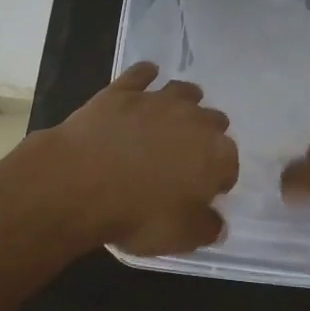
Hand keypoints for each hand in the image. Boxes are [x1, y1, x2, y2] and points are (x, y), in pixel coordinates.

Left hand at [47, 62, 238, 255]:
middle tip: (189, 155)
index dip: (219, 179)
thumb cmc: (137, 214)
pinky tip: (147, 75)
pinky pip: (142, 74)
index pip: (229, 165)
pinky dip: (147, 74)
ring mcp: (158, 100)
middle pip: (213, 122)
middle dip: (207, 136)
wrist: (80, 182)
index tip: (204, 192)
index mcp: (216, 155)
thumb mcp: (180, 236)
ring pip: (183, 92)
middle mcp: (194, 120)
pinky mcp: (123, 91)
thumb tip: (217, 222)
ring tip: (178, 112)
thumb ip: (206, 228)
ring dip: (186, 101)